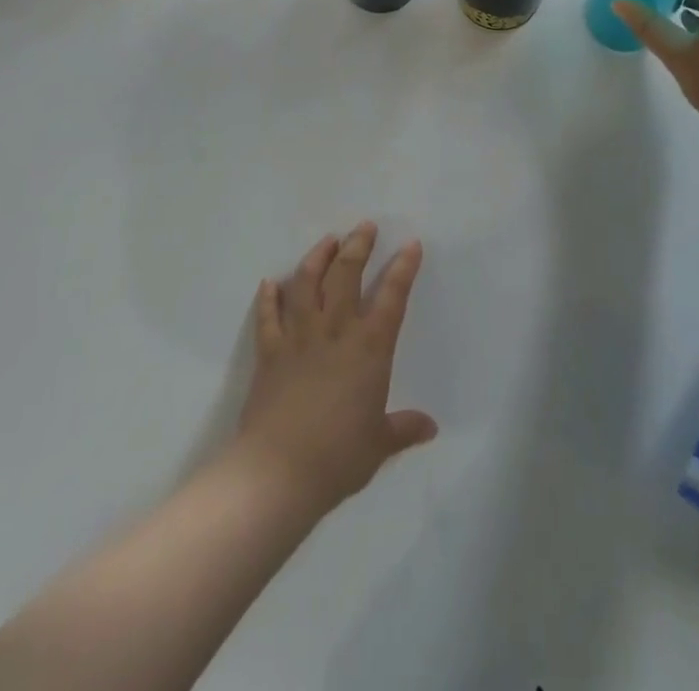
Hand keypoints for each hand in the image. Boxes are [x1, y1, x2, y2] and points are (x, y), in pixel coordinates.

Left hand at [234, 224, 436, 515]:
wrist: (277, 473)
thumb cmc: (337, 457)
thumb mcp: (379, 445)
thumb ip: (403, 428)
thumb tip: (430, 427)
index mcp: (369, 348)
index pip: (392, 296)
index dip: (403, 268)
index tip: (411, 244)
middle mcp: (335, 331)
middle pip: (346, 275)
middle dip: (357, 246)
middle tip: (364, 226)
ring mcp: (298, 338)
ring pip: (307, 284)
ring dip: (317, 258)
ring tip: (327, 240)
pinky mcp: (269, 352)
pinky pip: (268, 317)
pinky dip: (269, 298)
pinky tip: (271, 283)